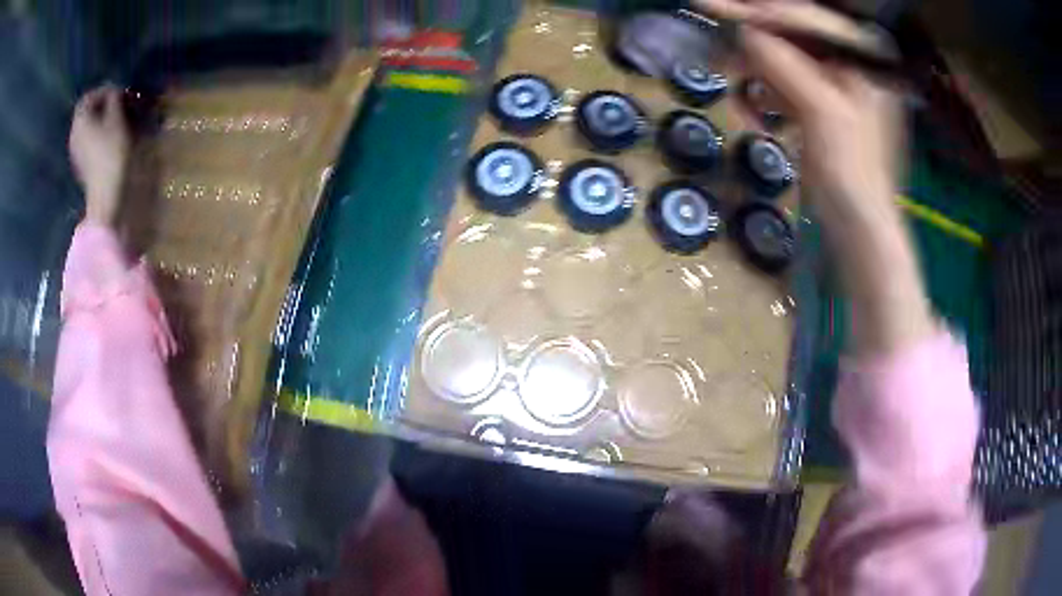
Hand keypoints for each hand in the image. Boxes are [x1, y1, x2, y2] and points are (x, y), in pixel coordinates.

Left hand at [70, 85, 129, 225]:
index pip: (88, 97)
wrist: (106, 195)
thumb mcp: (117, 118)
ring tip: (119, 121)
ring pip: (89, 127)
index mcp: (80, 121)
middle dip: (104, 105)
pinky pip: (89, 141)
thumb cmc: (112, 153)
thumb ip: (114, 99)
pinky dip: (100, 135)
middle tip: (121, 105)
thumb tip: (115, 90)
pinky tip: (111, 138)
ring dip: (103, 120)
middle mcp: (74, 134)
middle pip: (87, 112)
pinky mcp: (82, 165)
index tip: (119, 92)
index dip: (103, 90)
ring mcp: (76, 152)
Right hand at [697, 0, 933, 353]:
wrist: (860, 232)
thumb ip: (784, 63)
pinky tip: (755, 111)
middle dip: (753, 44)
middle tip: (714, 47)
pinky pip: (786, 87)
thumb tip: (743, 31)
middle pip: (793, 37)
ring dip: (756, 73)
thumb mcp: (822, 112)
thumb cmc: (853, 174)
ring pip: (785, 61)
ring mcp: (837, 88)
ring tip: (736, 87)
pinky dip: (766, 96)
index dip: (756, 11)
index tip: (710, 5)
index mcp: (862, 60)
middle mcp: (850, 66)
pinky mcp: (822, 110)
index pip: (804, 19)